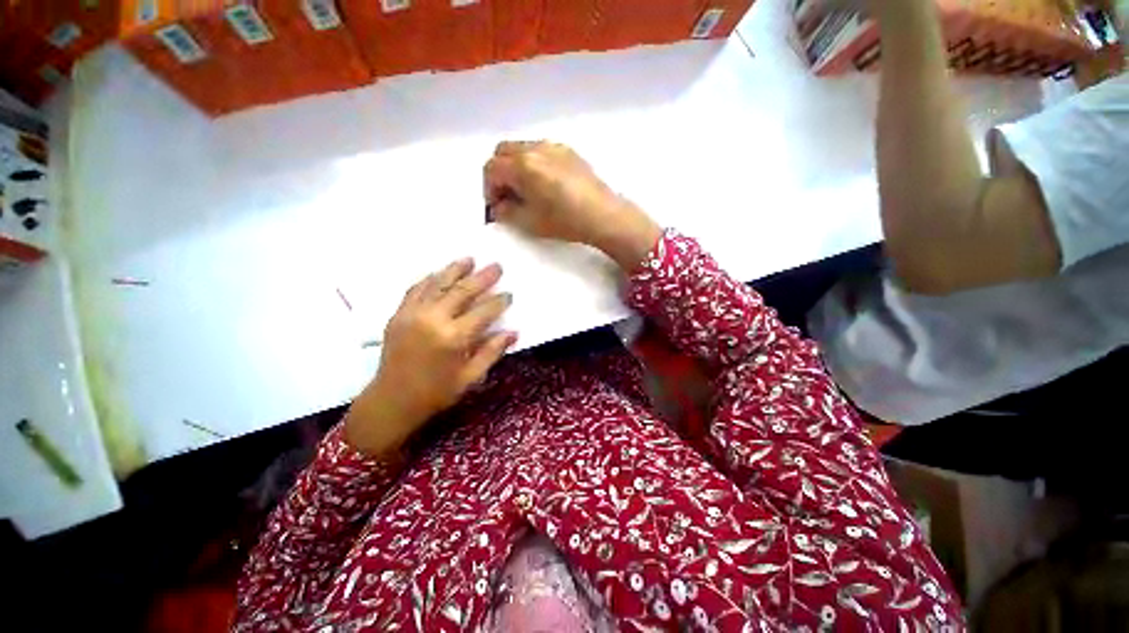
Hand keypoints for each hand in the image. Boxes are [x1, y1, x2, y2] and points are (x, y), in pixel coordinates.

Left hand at [344, 258, 516, 456]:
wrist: (392, 400)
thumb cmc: (436, 392)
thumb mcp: (470, 377)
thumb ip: (492, 351)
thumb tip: (513, 333)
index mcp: (454, 338)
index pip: (483, 312)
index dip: (499, 302)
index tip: (509, 294)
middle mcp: (433, 320)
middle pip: (462, 291)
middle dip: (482, 278)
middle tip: (496, 266)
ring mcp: (413, 314)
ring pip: (438, 284)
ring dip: (455, 270)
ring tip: (469, 259)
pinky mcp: (398, 315)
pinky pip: (415, 290)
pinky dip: (429, 279)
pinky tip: (439, 273)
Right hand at [483, 141, 661, 270]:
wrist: (603, 215)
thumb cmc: (565, 221)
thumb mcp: (529, 222)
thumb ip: (506, 212)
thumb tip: (498, 207)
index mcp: (523, 165)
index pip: (491, 169)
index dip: (488, 189)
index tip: (496, 207)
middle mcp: (535, 148)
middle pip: (503, 152)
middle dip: (499, 173)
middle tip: (507, 196)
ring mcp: (553, 146)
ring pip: (521, 148)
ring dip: (515, 167)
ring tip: (526, 191)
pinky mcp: (568, 151)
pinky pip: (540, 151)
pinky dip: (532, 163)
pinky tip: (544, 184)